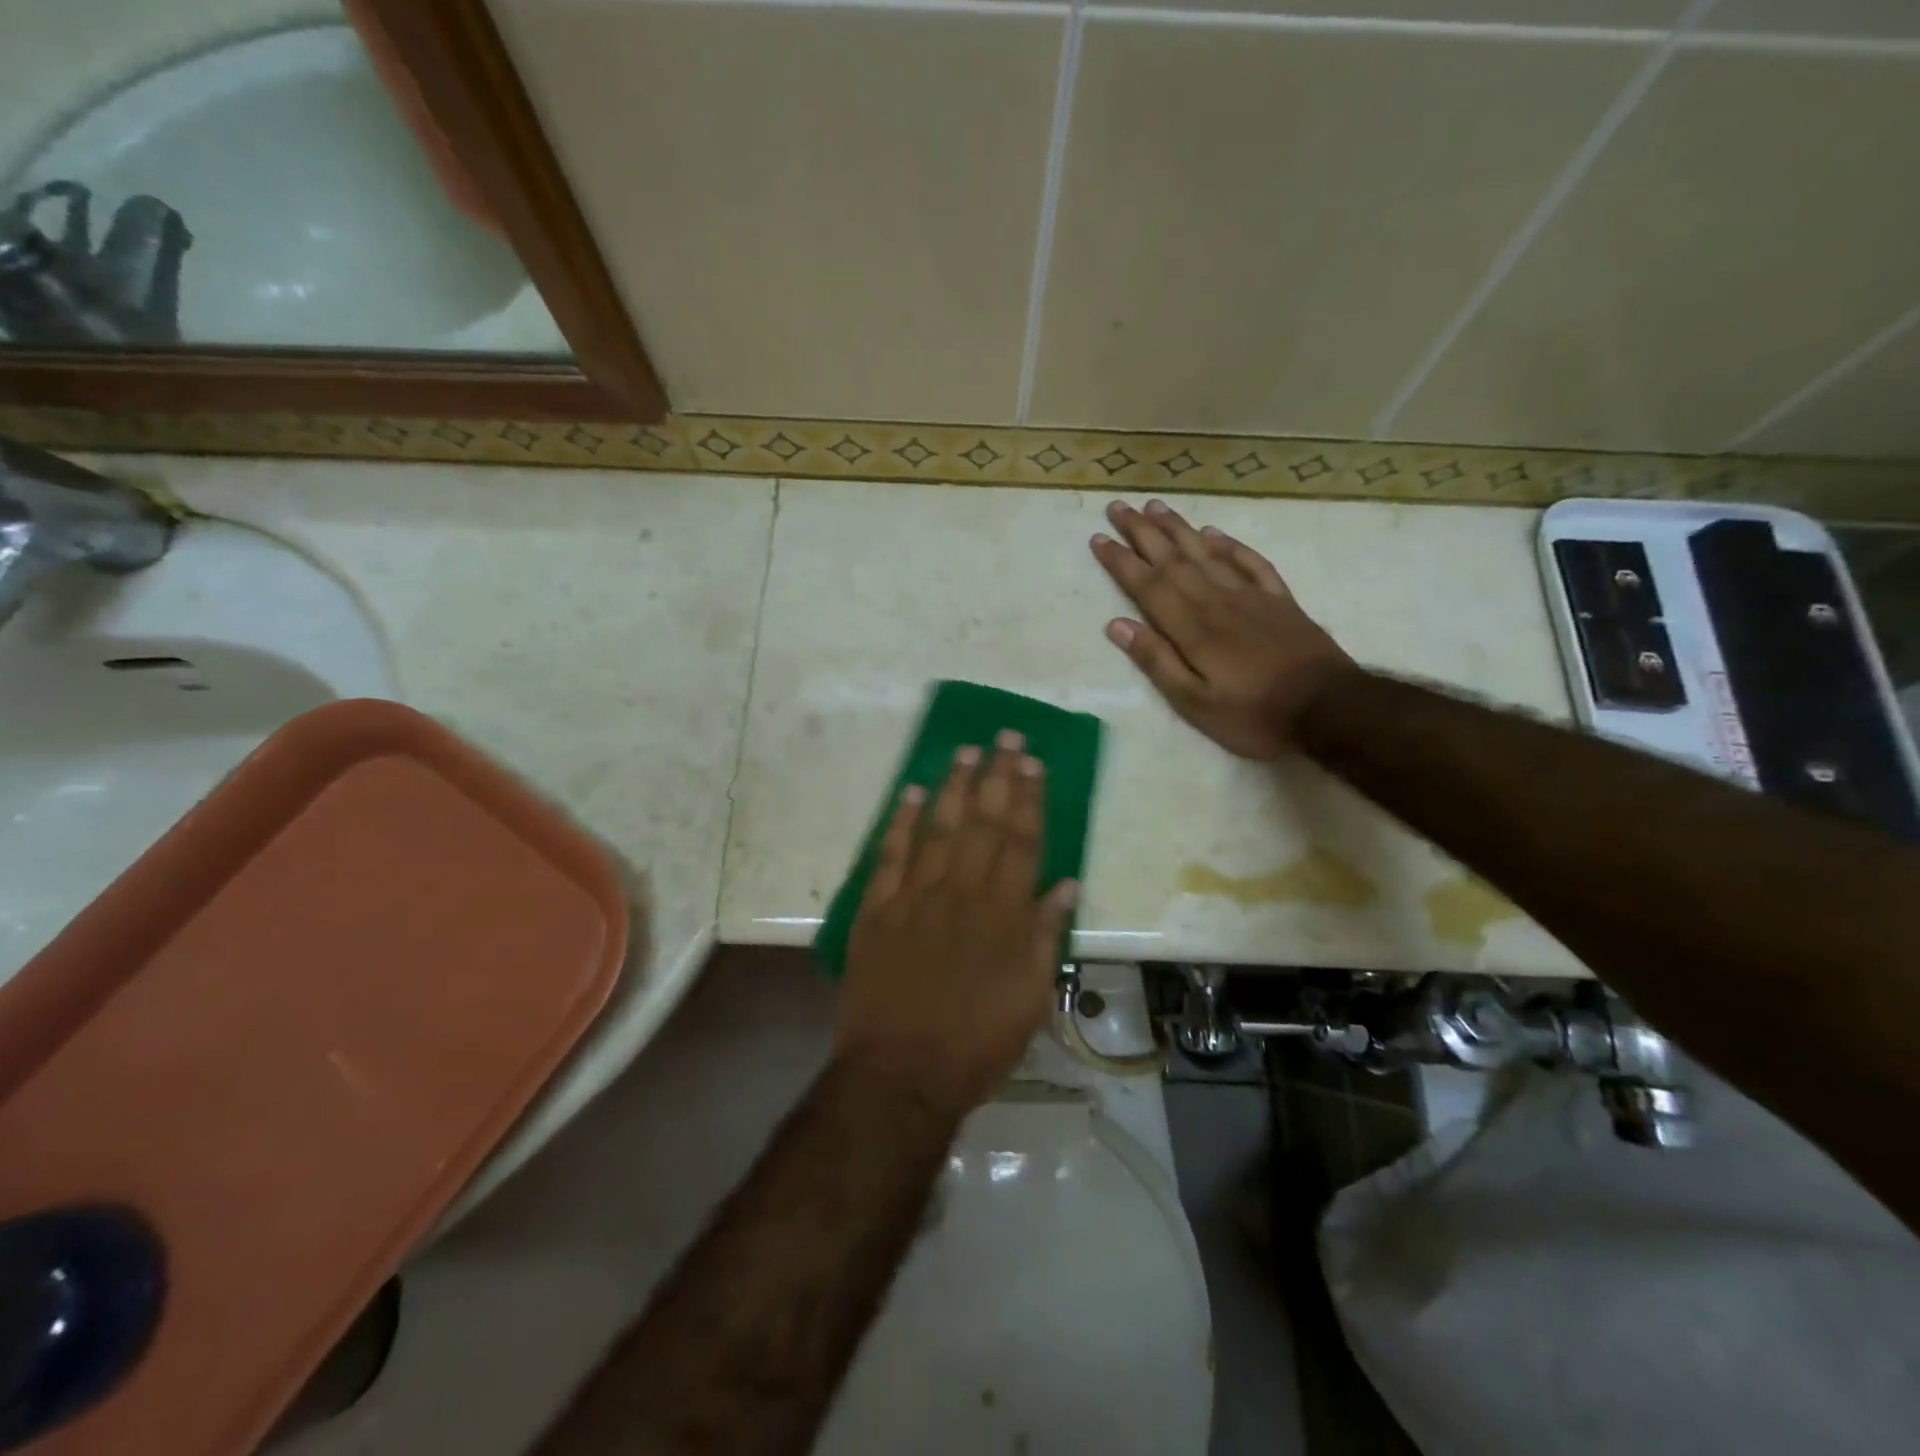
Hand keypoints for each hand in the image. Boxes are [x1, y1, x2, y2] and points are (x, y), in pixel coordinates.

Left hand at [835, 732, 1077, 1120]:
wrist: (901, 1073)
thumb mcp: (1031, 998)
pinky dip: (901, 822)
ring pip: (940, 828)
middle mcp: (962, 893)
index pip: (1022, 842)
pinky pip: (890, 855)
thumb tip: (1066, 883)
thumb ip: (1046, 935)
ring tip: (967, 750)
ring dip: (955, 786)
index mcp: (1003, 914)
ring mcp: (915, 897)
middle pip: (984, 823)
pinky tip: (913, 792)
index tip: (1034, 763)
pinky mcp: (877, 909)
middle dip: (998, 777)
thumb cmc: (977, 1042)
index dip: (1029, 799)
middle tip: (1006, 736)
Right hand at [1091, 498, 1354, 759]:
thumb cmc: (1254, 715)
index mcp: (1192, 629)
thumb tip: (1117, 625)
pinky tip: (1214, 533)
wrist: (1330, 709)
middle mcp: (1217, 602)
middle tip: (1118, 507)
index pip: (1148, 585)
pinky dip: (1230, 545)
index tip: (1098, 538)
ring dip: (1178, 529)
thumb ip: (1157, 661)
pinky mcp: (1280, 601)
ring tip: (1155, 507)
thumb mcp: (1195, 703)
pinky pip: (1251, 563)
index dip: (1121, 561)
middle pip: (1173, 560)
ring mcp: (1251, 598)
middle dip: (1142, 533)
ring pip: (1207, 554)